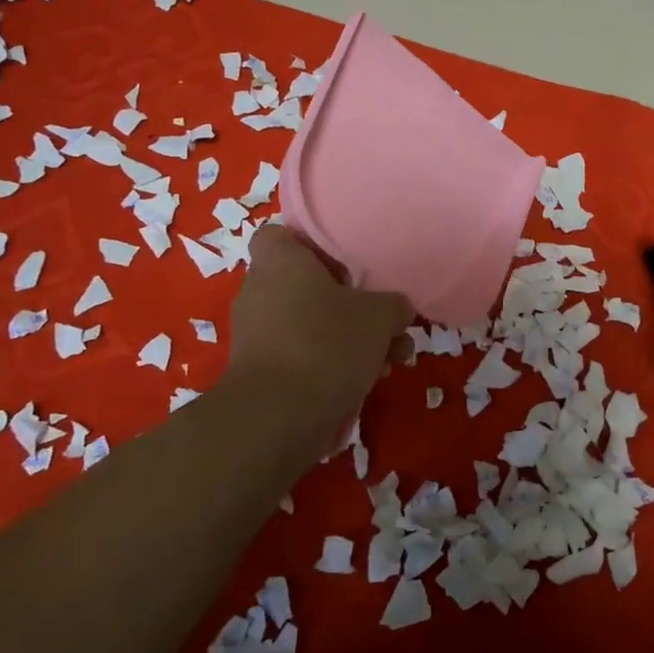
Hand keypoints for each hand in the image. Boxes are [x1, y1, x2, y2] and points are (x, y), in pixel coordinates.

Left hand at [226, 224, 412, 433]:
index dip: (314, 244)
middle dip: (351, 305)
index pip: (282, 234)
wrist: (276, 418)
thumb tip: (396, 310)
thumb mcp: (379, 316)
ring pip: (312, 325)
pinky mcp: (261, 373)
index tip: (346, 263)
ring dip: (350, 340)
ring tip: (391, 361)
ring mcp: (257, 334)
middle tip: (383, 321)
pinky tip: (367, 384)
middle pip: (308, 286)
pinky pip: (303, 356)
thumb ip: (393, 305)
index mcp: (279, 261)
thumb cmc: (326, 344)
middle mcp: (259, 291)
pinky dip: (331, 366)